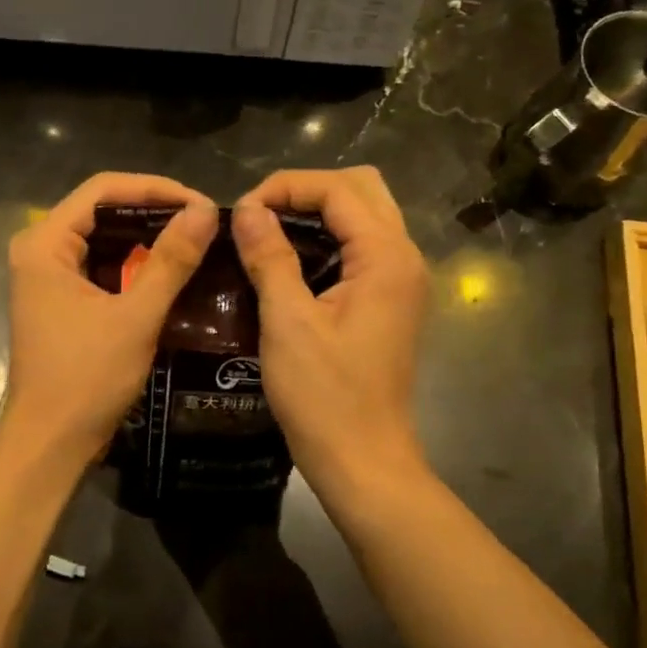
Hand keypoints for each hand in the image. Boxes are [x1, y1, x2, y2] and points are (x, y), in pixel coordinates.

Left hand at [3, 173, 218, 462]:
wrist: (51, 444)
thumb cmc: (86, 379)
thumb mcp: (135, 317)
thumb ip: (170, 261)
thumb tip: (205, 211)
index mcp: (44, 244)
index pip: (102, 189)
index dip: (155, 188)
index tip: (201, 204)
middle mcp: (40, 251)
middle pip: (101, 211)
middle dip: (153, 212)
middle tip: (204, 223)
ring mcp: (48, 278)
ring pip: (104, 240)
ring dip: (147, 240)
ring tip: (195, 242)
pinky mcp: (61, 301)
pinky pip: (102, 268)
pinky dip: (135, 267)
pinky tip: (171, 272)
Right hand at [231, 167, 428, 498]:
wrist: (362, 459)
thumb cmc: (324, 396)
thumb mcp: (288, 322)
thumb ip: (270, 257)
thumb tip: (248, 209)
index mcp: (386, 257)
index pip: (339, 189)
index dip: (286, 187)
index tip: (242, 212)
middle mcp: (404, 258)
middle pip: (362, 189)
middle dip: (307, 190)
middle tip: (260, 215)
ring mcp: (402, 280)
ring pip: (365, 216)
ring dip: (319, 212)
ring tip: (270, 232)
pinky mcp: (391, 301)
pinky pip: (363, 247)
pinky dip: (329, 238)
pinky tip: (292, 261)